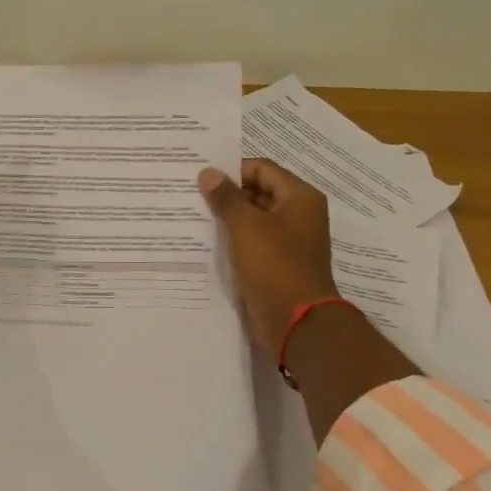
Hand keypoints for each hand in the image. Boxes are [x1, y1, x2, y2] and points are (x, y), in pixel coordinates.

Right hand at [198, 159, 341, 352]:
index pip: (262, 169)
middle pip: (258, 192)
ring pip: (253, 220)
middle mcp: (298, 215)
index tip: (200, 176)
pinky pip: (253, 243)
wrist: (296, 322)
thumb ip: (226, 198)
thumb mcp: (246, 226)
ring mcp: (289, 241)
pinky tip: (206, 242)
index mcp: (299, 198)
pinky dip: (234, 240)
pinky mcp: (278, 264)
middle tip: (191, 195)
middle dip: (227, 194)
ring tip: (193, 216)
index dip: (232, 170)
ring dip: (228, 218)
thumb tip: (208, 172)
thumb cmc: (274, 266)